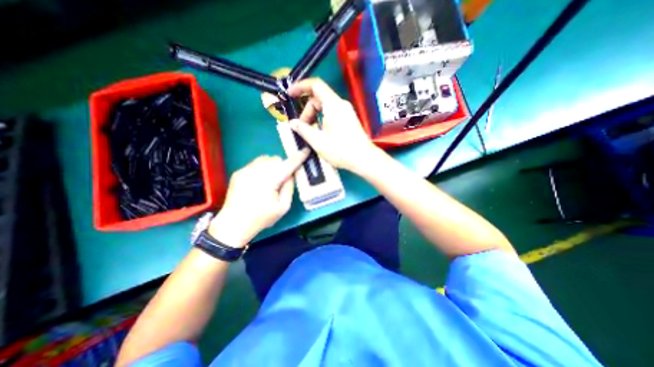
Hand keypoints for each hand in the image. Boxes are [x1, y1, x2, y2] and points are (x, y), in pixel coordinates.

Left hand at [210, 150, 308, 247]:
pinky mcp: (239, 172)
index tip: (306, 151)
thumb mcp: (283, 207)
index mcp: (270, 180)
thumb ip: (289, 188)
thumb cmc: (261, 217)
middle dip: (282, 166)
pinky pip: (255, 163)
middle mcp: (257, 171)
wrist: (234, 223)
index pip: (288, 165)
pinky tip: (257, 182)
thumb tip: (290, 174)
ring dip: (271, 165)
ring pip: (265, 159)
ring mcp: (246, 170)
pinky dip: (261, 169)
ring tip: (269, 180)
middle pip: (276, 159)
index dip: (298, 157)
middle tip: (281, 179)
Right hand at [289, 77, 381, 174]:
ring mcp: (346, 111)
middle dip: (307, 110)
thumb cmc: (341, 150)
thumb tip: (292, 123)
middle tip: (302, 127)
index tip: (290, 94)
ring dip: (314, 116)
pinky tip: (321, 133)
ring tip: (311, 132)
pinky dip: (322, 119)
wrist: (364, 159)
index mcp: (333, 105)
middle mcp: (341, 104)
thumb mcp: (318, 141)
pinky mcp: (349, 118)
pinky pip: (332, 112)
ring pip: (325, 106)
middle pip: (319, 98)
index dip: (300, 87)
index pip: (315, 85)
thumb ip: (303, 130)